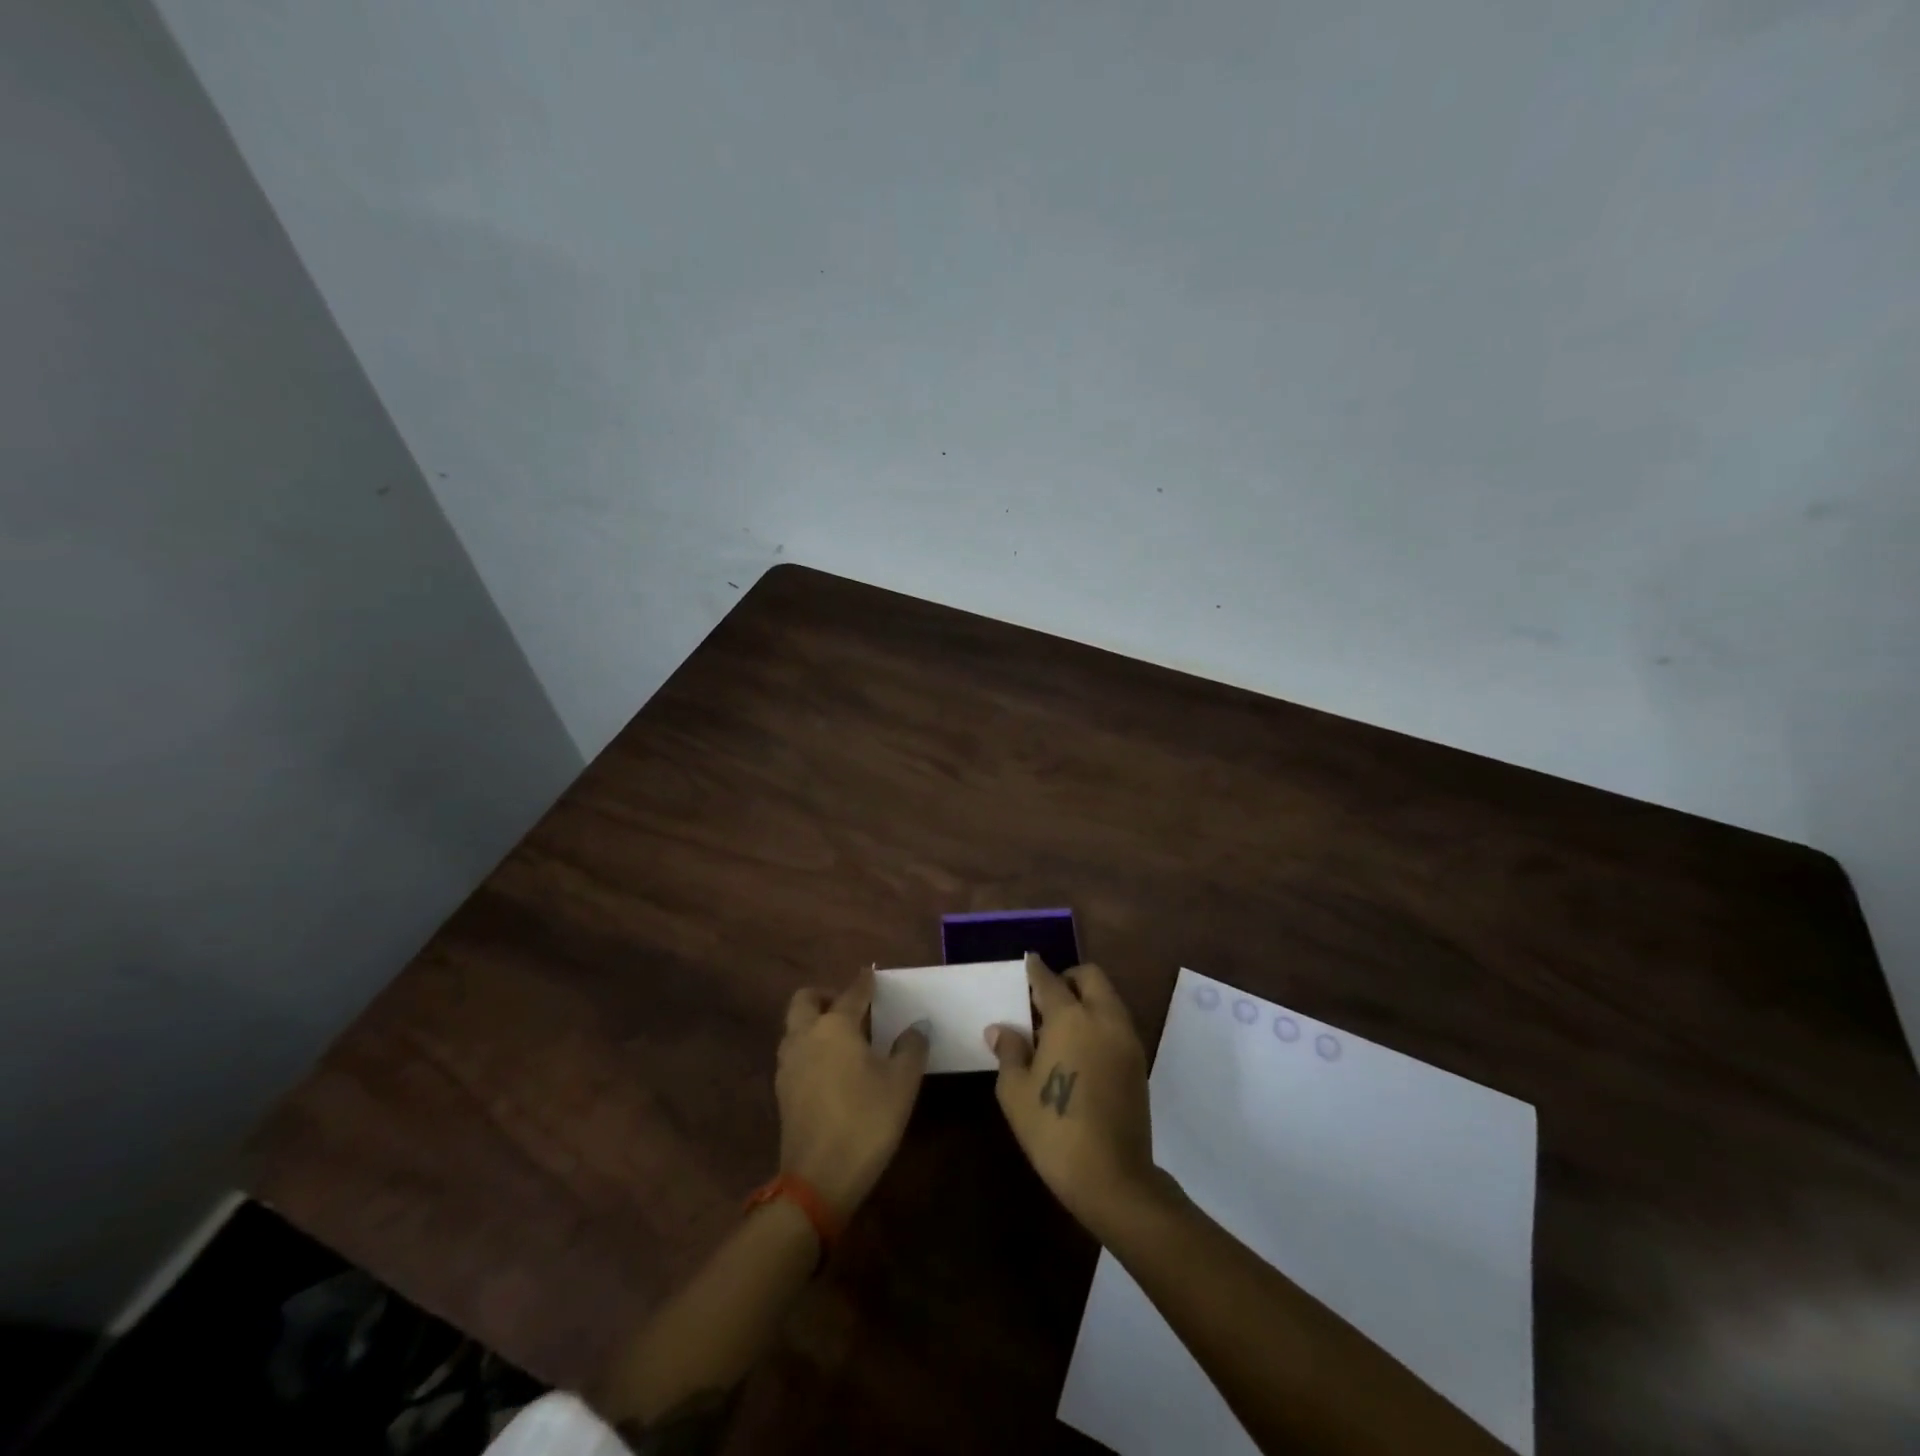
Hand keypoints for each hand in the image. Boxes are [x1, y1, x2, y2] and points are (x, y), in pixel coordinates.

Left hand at [776, 969, 929, 1220]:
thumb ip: (911, 1047)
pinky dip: (810, 1047)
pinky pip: (794, 1053)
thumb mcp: (902, 1082)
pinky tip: (832, 1067)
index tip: (874, 974)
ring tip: (844, 1038)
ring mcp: (789, 1064)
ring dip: (814, 1022)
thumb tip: (916, 1026)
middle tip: (852, 1008)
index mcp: (835, 1026)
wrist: (818, 1180)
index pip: (853, 992)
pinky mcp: (783, 1091)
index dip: (866, 982)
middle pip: (806, 1000)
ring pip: (795, 1026)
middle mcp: (806, 1035)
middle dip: (826, 995)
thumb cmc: (866, 1121)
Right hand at [988, 955, 1158, 1238]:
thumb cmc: (1053, 1130)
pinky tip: (1080, 1048)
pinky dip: (1099, 1020)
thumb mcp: (1015, 1091)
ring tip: (1061, 1026)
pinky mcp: (1138, 1062)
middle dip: (1068, 977)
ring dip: (1087, 998)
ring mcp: (1126, 1039)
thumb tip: (1000, 1029)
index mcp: (1071, 1018)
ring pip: (1108, 998)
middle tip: (1046, 997)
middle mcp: (1103, 1018)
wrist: (1112, 1177)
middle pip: (1090, 977)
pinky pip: (1117, 1023)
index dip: (1036, 970)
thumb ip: (1009, 1051)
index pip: (1050, 980)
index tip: (1029, 962)